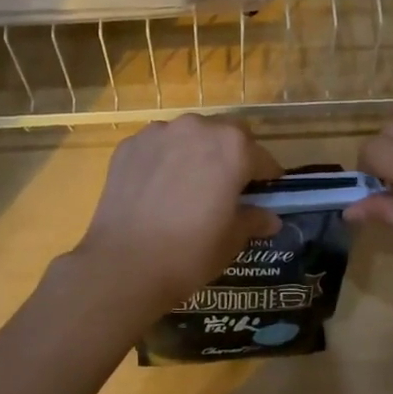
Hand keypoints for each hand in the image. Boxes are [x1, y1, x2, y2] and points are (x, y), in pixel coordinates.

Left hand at [70, 116, 283, 311]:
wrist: (123, 265)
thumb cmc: (190, 252)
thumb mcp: (231, 240)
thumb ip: (253, 220)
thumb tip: (269, 218)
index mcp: (232, 148)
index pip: (262, 157)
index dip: (266, 177)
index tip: (264, 193)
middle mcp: (197, 128)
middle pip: (225, 135)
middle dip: (231, 155)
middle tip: (226, 187)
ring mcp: (159, 133)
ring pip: (189, 135)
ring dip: (195, 152)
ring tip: (188, 185)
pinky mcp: (129, 145)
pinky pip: (157, 146)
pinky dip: (163, 159)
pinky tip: (157, 189)